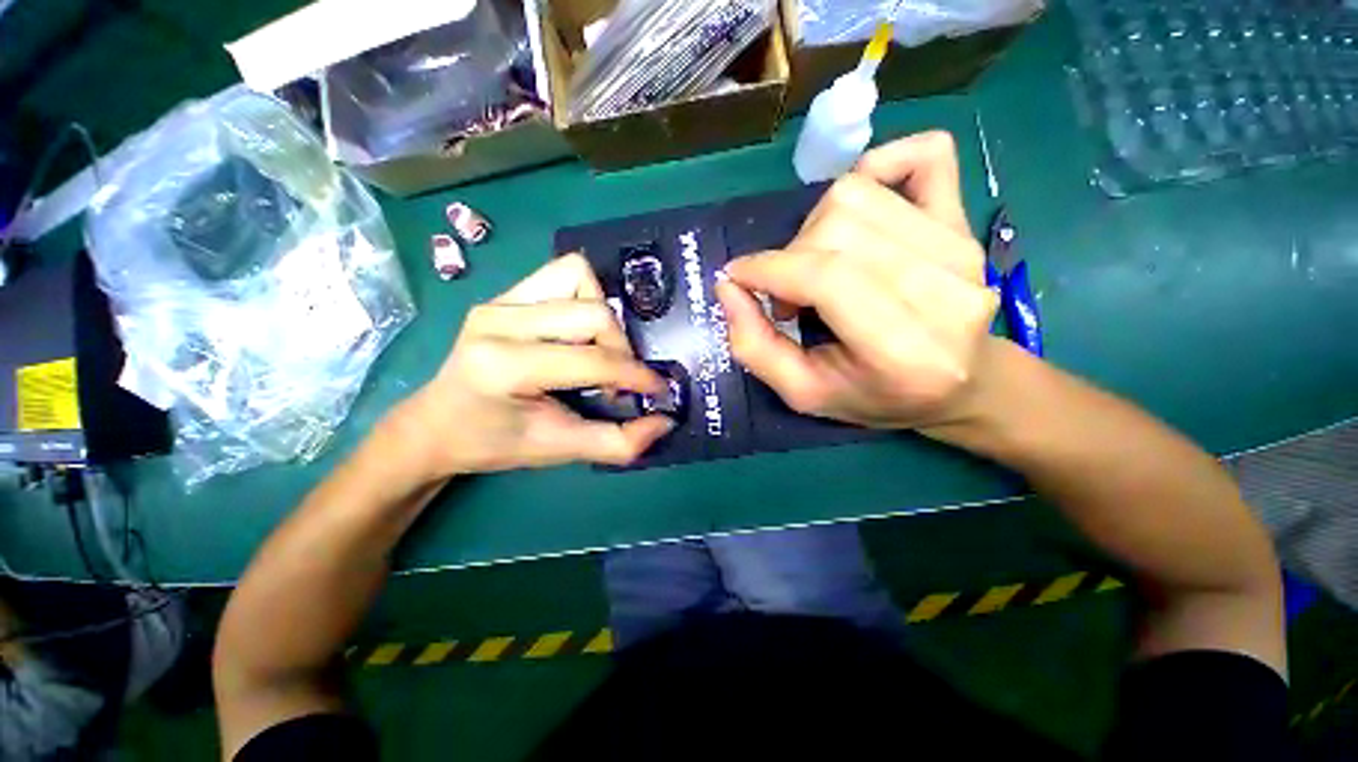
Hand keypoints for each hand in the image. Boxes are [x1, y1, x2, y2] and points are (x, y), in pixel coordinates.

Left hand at [395, 255, 673, 477]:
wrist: (437, 425)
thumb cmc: (494, 442)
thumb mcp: (558, 450)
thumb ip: (617, 443)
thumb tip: (665, 422)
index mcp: (504, 366)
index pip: (591, 359)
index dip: (635, 375)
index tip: (658, 391)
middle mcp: (499, 320)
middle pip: (593, 312)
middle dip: (620, 348)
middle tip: (617, 380)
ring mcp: (500, 300)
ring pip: (580, 277)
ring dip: (605, 315)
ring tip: (599, 349)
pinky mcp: (505, 293)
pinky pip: (564, 273)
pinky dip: (587, 296)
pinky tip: (581, 330)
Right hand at [715, 131, 998, 431]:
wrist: (961, 384)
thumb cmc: (876, 396)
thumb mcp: (803, 393)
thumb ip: (755, 347)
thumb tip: (727, 286)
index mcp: (903, 348)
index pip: (826, 277)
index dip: (768, 269)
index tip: (737, 277)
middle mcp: (944, 290)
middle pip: (838, 227)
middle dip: (789, 257)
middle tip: (787, 295)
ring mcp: (961, 246)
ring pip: (860, 193)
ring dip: (817, 225)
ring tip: (817, 266)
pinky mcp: (966, 219)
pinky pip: (924, 155)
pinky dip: (878, 166)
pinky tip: (860, 209)